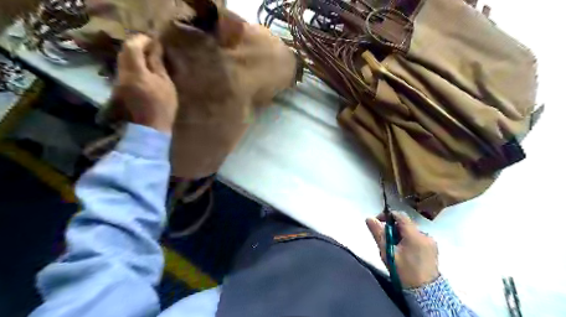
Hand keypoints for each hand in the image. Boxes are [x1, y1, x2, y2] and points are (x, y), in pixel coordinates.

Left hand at [111, 34, 178, 131]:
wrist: (150, 128)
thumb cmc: (163, 106)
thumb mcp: (165, 83)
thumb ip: (157, 64)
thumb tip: (155, 47)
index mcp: (135, 71)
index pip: (132, 46)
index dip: (141, 40)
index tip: (153, 42)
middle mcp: (122, 74)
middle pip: (124, 52)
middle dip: (136, 47)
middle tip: (151, 50)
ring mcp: (118, 82)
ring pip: (123, 62)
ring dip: (134, 57)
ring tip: (149, 61)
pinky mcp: (119, 89)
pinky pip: (124, 71)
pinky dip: (133, 67)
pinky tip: (143, 73)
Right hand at [364, 212, 438, 288]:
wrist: (425, 293)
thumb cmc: (403, 271)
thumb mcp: (387, 252)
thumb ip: (378, 233)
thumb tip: (369, 218)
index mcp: (414, 235)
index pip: (400, 215)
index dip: (387, 216)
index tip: (378, 223)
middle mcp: (425, 235)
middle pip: (405, 224)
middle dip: (393, 228)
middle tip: (385, 241)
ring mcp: (431, 242)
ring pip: (411, 231)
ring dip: (401, 235)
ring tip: (395, 249)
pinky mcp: (433, 249)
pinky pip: (418, 238)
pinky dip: (409, 241)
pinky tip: (405, 253)